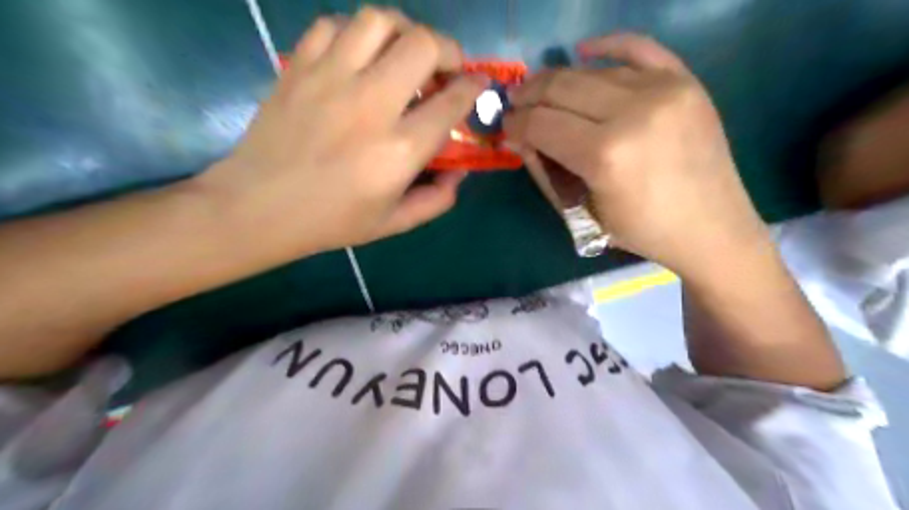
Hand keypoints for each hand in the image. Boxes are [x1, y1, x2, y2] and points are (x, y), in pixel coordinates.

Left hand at [196, 7, 485, 257]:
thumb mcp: (394, 223)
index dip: (474, 87)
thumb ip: (437, 199)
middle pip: (423, 45)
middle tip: (445, 67)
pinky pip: (334, 25)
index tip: (478, 84)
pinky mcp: (298, 67)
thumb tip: (459, 172)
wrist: (257, 208)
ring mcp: (330, 79)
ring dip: (403, 31)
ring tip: (404, 53)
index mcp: (399, 150)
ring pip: (379, 21)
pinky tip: (359, 56)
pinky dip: (356, 33)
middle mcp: (371, 104)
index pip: (451, 102)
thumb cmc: (331, 221)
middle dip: (447, 49)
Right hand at [505, 34, 773, 280]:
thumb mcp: (583, 212)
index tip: (506, 127)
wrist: (712, 227)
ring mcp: (664, 90)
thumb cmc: (642, 231)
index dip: (515, 123)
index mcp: (605, 155)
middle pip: (560, 88)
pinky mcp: (685, 81)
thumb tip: (522, 138)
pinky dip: (606, 46)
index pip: (541, 123)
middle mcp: (633, 112)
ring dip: (557, 80)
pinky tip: (584, 52)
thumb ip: (547, 171)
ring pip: (591, 71)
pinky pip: (638, 48)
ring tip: (543, 92)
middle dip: (528, 96)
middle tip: (516, 105)